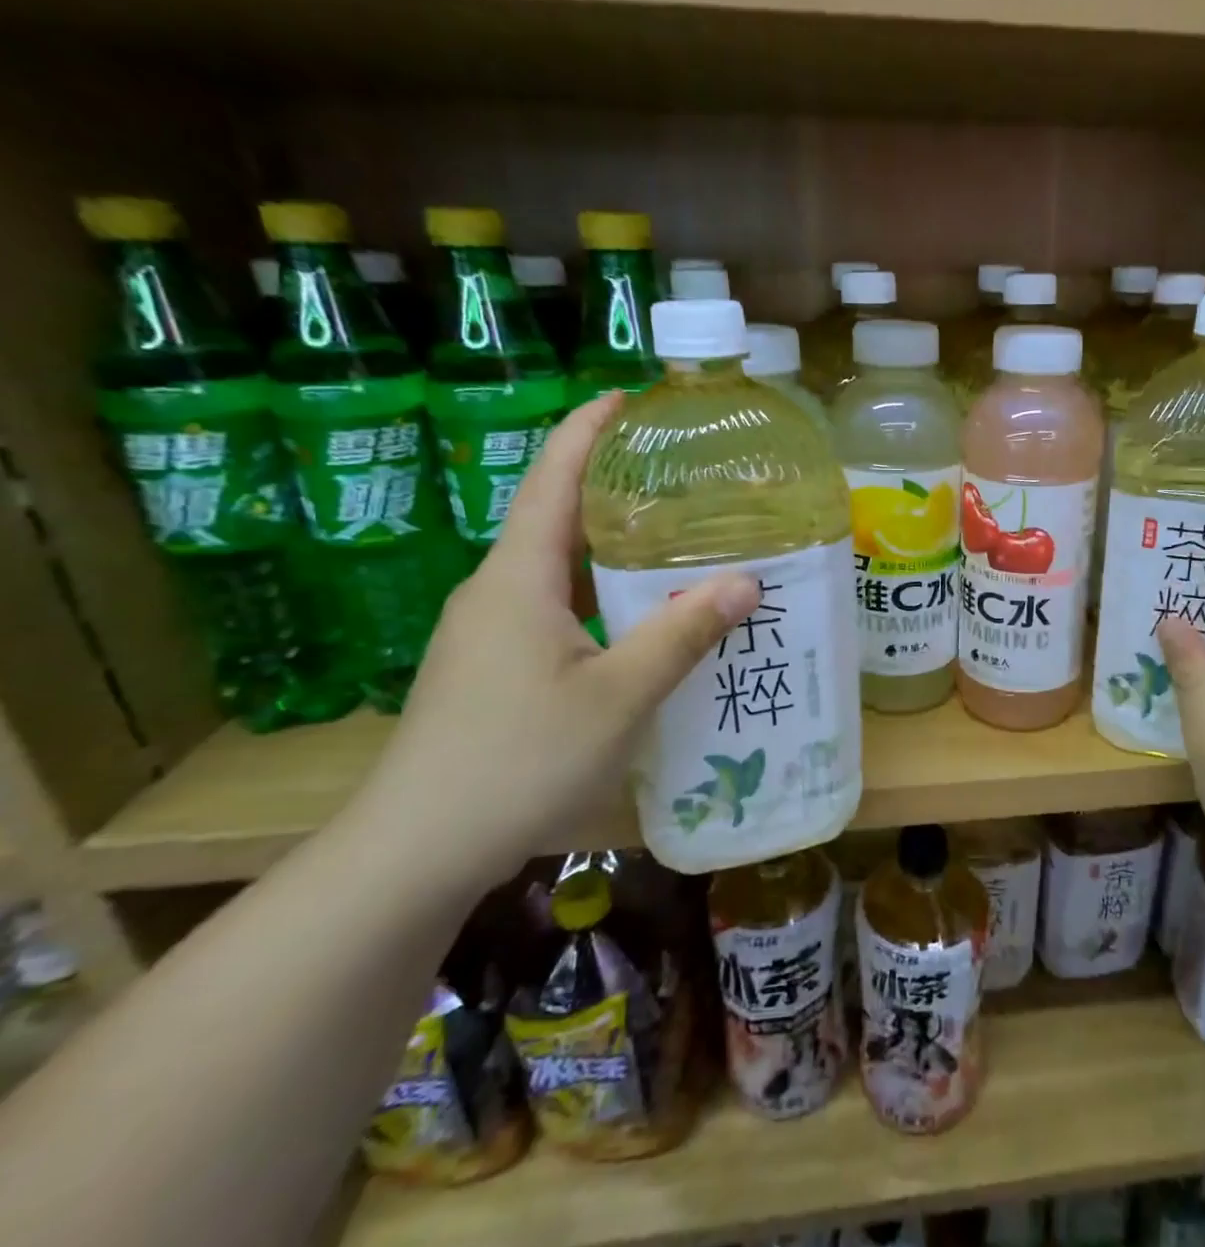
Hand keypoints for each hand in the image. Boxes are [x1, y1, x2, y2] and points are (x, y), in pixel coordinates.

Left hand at [353, 394, 759, 887]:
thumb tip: (746, 581)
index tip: (629, 396)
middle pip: (557, 518)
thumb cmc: (519, 760)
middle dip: (614, 486)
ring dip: (611, 546)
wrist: (417, 850)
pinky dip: (601, 593)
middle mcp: (497, 591)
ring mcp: (489, 632)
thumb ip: (682, 633)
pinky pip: (555, 607)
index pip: (553, 480)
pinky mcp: (493, 667)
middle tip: (682, 474)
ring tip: (676, 538)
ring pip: (558, 568)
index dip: (588, 430)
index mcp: (518, 578)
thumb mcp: (619, 695)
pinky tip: (642, 616)